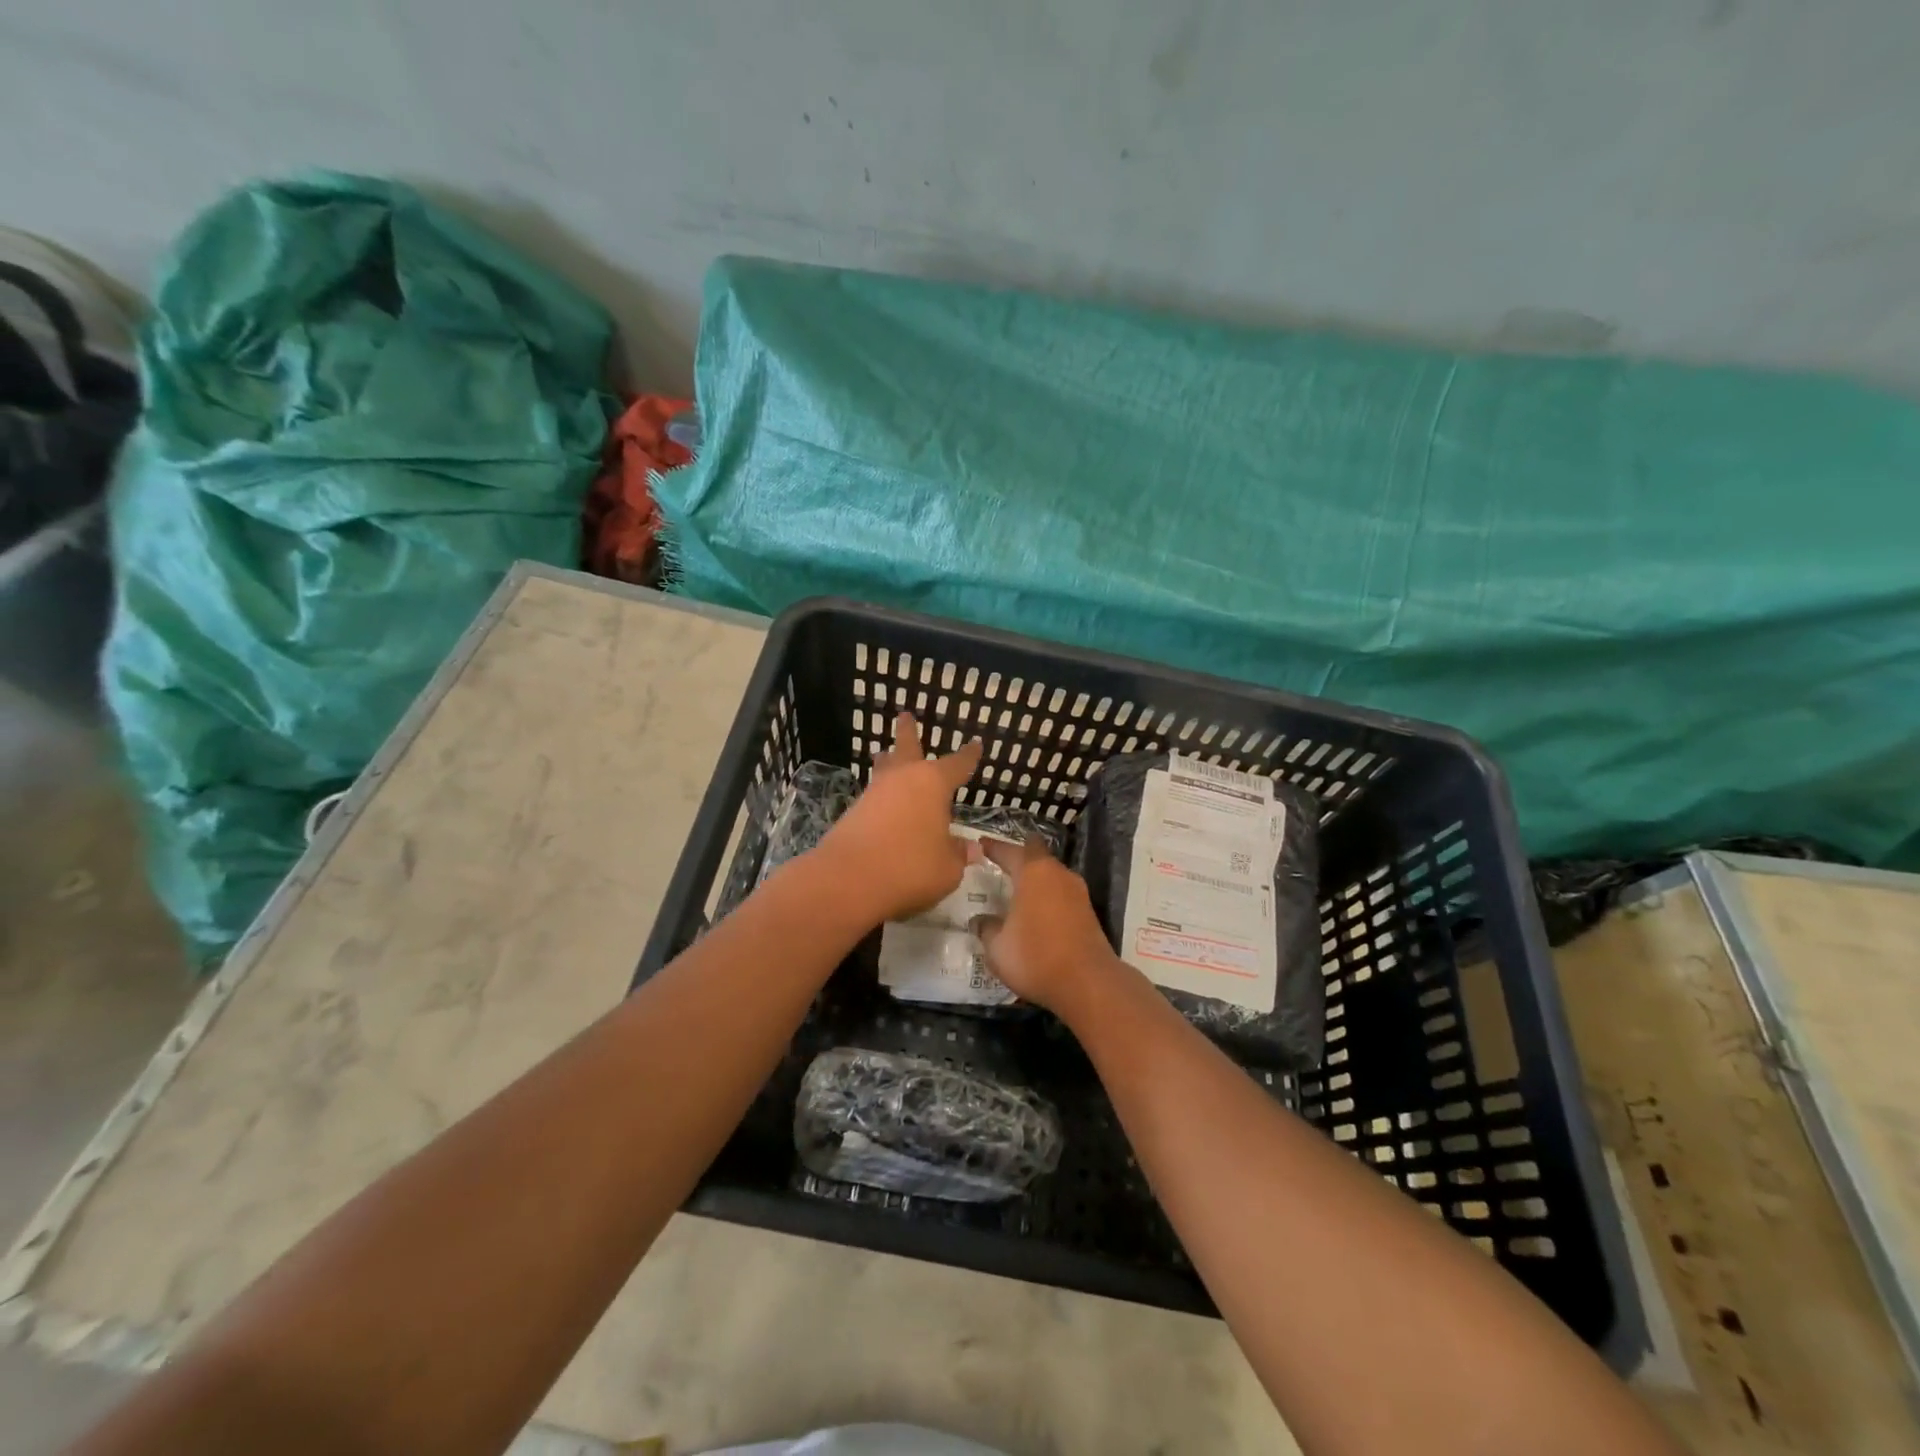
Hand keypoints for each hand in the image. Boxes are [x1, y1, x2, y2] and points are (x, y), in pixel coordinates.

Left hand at [812, 712, 982, 924]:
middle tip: (905, 715)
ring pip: (884, 770)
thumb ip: (958, 854)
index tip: (976, 744)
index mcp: (932, 783)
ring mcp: (874, 794)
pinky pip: (874, 797)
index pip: (957, 765)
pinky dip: (881, 796)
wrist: (847, 880)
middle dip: (908, 732)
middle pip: (906, 748)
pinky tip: (883, 804)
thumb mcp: (948, 868)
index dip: (968, 756)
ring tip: (886, 754)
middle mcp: (902, 780)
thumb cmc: (910, 867)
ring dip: (888, 760)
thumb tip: (969, 848)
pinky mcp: (853, 814)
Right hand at [970, 839, 1125, 1014]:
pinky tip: (1036, 911)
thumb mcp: (998, 947)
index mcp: (1033, 872)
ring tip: (1017, 888)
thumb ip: (987, 928)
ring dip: (1036, 878)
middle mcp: (1058, 874)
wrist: (1088, 983)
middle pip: (1036, 855)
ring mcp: (1077, 892)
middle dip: (1019, 857)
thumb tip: (980, 920)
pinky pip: (1061, 893)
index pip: (1009, 851)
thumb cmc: (1035, 958)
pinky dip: (1047, 896)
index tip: (981, 844)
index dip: (993, 847)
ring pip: (1052, 874)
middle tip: (1000, 864)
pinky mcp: (1088, 911)